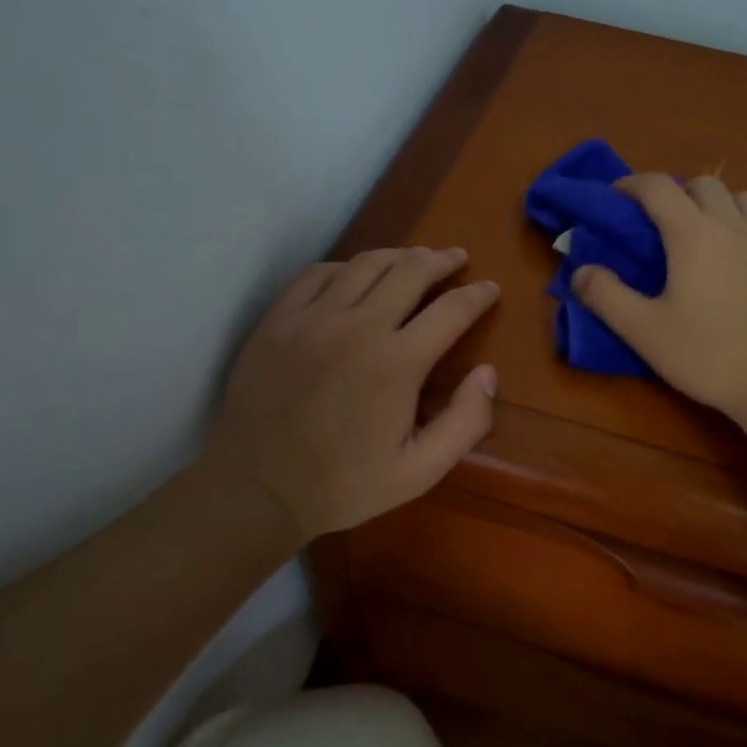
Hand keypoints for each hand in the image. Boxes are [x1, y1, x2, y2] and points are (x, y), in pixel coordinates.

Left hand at [205, 247, 498, 540]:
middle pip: (410, 271)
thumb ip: (465, 423)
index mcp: (397, 363)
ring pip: (365, 264)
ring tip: (415, 257)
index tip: (490, 288)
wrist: (256, 490)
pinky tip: (355, 274)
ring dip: (398, 255)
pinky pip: (317, 274)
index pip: (451, 310)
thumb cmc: (344, 485)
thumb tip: (488, 373)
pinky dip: (346, 266)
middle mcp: (357, 327)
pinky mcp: (278, 320)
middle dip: (441, 261)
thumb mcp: (419, 472)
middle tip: (457, 258)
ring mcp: (312, 318)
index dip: (478, 295)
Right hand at [570, 175, 746, 428]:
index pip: (657, 186)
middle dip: (674, 193)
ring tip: (703, 235)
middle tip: (658, 224)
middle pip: (702, 184)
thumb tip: (579, 271)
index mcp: (693, 233)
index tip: (615, 197)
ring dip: (716, 204)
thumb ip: (606, 297)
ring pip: (741, 197)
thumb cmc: (711, 357)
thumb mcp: (645, 333)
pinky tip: (743, 255)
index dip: (631, 184)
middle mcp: (734, 223)